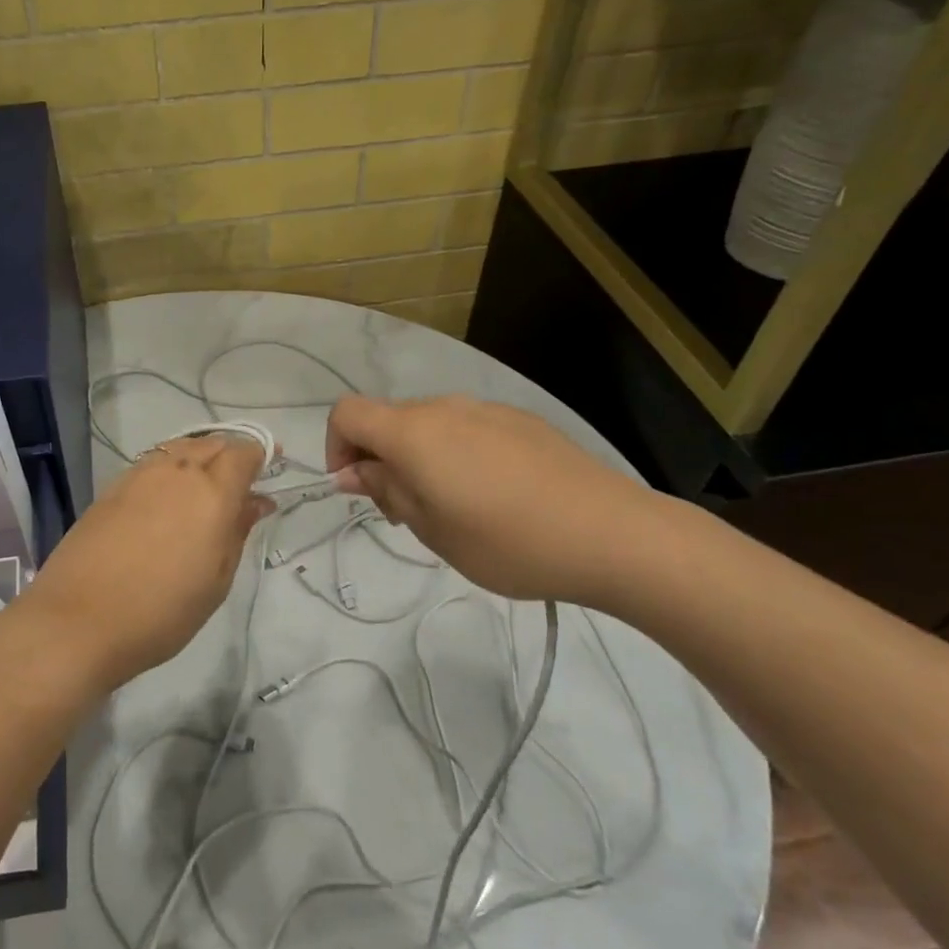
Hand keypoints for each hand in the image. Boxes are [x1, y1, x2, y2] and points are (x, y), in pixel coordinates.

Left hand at [15, 436, 271, 695]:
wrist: (78, 621)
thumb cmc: (161, 612)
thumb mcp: (216, 580)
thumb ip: (237, 532)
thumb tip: (256, 501)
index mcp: (211, 492)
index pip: (243, 452)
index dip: (260, 454)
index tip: (271, 465)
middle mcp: (176, 471)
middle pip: (212, 444)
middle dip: (232, 454)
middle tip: (241, 482)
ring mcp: (139, 476)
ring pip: (180, 448)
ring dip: (200, 458)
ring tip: (205, 488)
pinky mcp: (111, 488)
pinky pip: (153, 464)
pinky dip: (170, 469)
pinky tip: (168, 498)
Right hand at [325, 394, 665, 606]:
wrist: (611, 534)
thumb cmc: (507, 542)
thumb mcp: (432, 529)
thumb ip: (386, 491)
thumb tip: (353, 472)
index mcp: (414, 432)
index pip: (347, 413)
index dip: (336, 447)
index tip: (355, 489)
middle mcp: (445, 407)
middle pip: (388, 419)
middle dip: (378, 458)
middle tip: (403, 512)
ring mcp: (487, 409)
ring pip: (429, 424)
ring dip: (418, 457)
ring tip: (450, 507)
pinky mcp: (521, 420)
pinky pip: (467, 428)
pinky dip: (455, 453)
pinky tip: (492, 494)